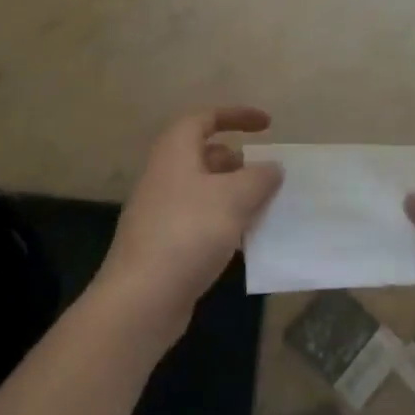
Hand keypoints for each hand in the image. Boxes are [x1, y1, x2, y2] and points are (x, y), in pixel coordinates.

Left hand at [97, 107, 283, 337]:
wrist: (142, 298)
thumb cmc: (189, 232)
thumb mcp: (234, 198)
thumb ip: (259, 177)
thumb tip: (272, 167)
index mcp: (175, 152)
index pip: (205, 118)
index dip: (236, 116)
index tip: (268, 125)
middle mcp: (164, 175)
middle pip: (204, 155)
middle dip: (238, 162)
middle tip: (267, 175)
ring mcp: (161, 211)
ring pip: (204, 190)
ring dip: (234, 195)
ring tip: (265, 208)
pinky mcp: (164, 243)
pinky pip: (200, 220)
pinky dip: (224, 222)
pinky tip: (245, 242)